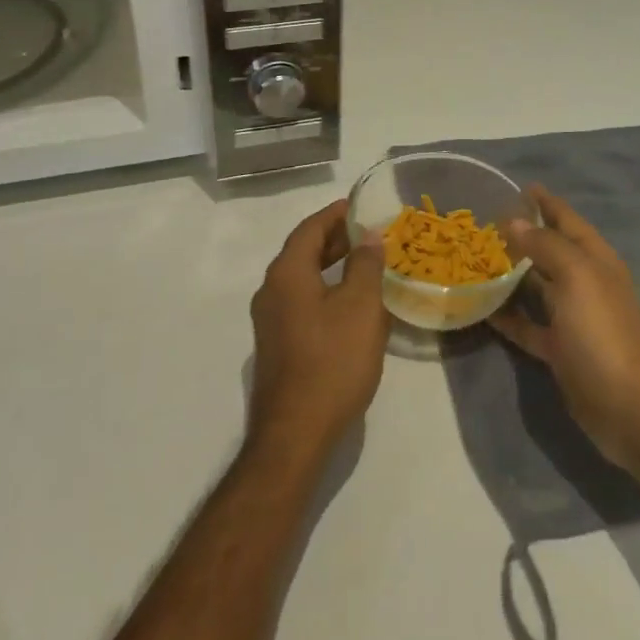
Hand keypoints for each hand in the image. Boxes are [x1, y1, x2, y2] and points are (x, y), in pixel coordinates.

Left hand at [247, 199, 390, 459]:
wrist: (295, 434)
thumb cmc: (332, 362)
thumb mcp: (360, 307)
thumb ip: (365, 265)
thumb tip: (367, 235)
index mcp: (286, 274)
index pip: (310, 229)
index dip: (335, 214)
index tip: (360, 205)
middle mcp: (271, 291)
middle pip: (303, 251)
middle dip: (335, 239)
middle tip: (369, 233)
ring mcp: (270, 321)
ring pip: (302, 278)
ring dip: (331, 266)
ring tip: (365, 264)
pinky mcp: (277, 346)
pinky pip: (301, 302)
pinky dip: (324, 290)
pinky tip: (350, 305)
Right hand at [489, 188, 639, 473]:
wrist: (628, 407)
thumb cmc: (603, 331)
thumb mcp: (576, 276)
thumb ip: (544, 245)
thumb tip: (514, 220)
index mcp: (596, 260)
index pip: (568, 220)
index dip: (546, 202)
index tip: (520, 186)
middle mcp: (586, 283)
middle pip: (551, 250)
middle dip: (524, 234)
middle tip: (485, 222)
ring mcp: (574, 318)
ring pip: (538, 286)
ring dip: (512, 272)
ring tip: (477, 258)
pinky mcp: (561, 349)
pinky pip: (529, 325)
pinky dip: (509, 315)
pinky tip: (482, 307)